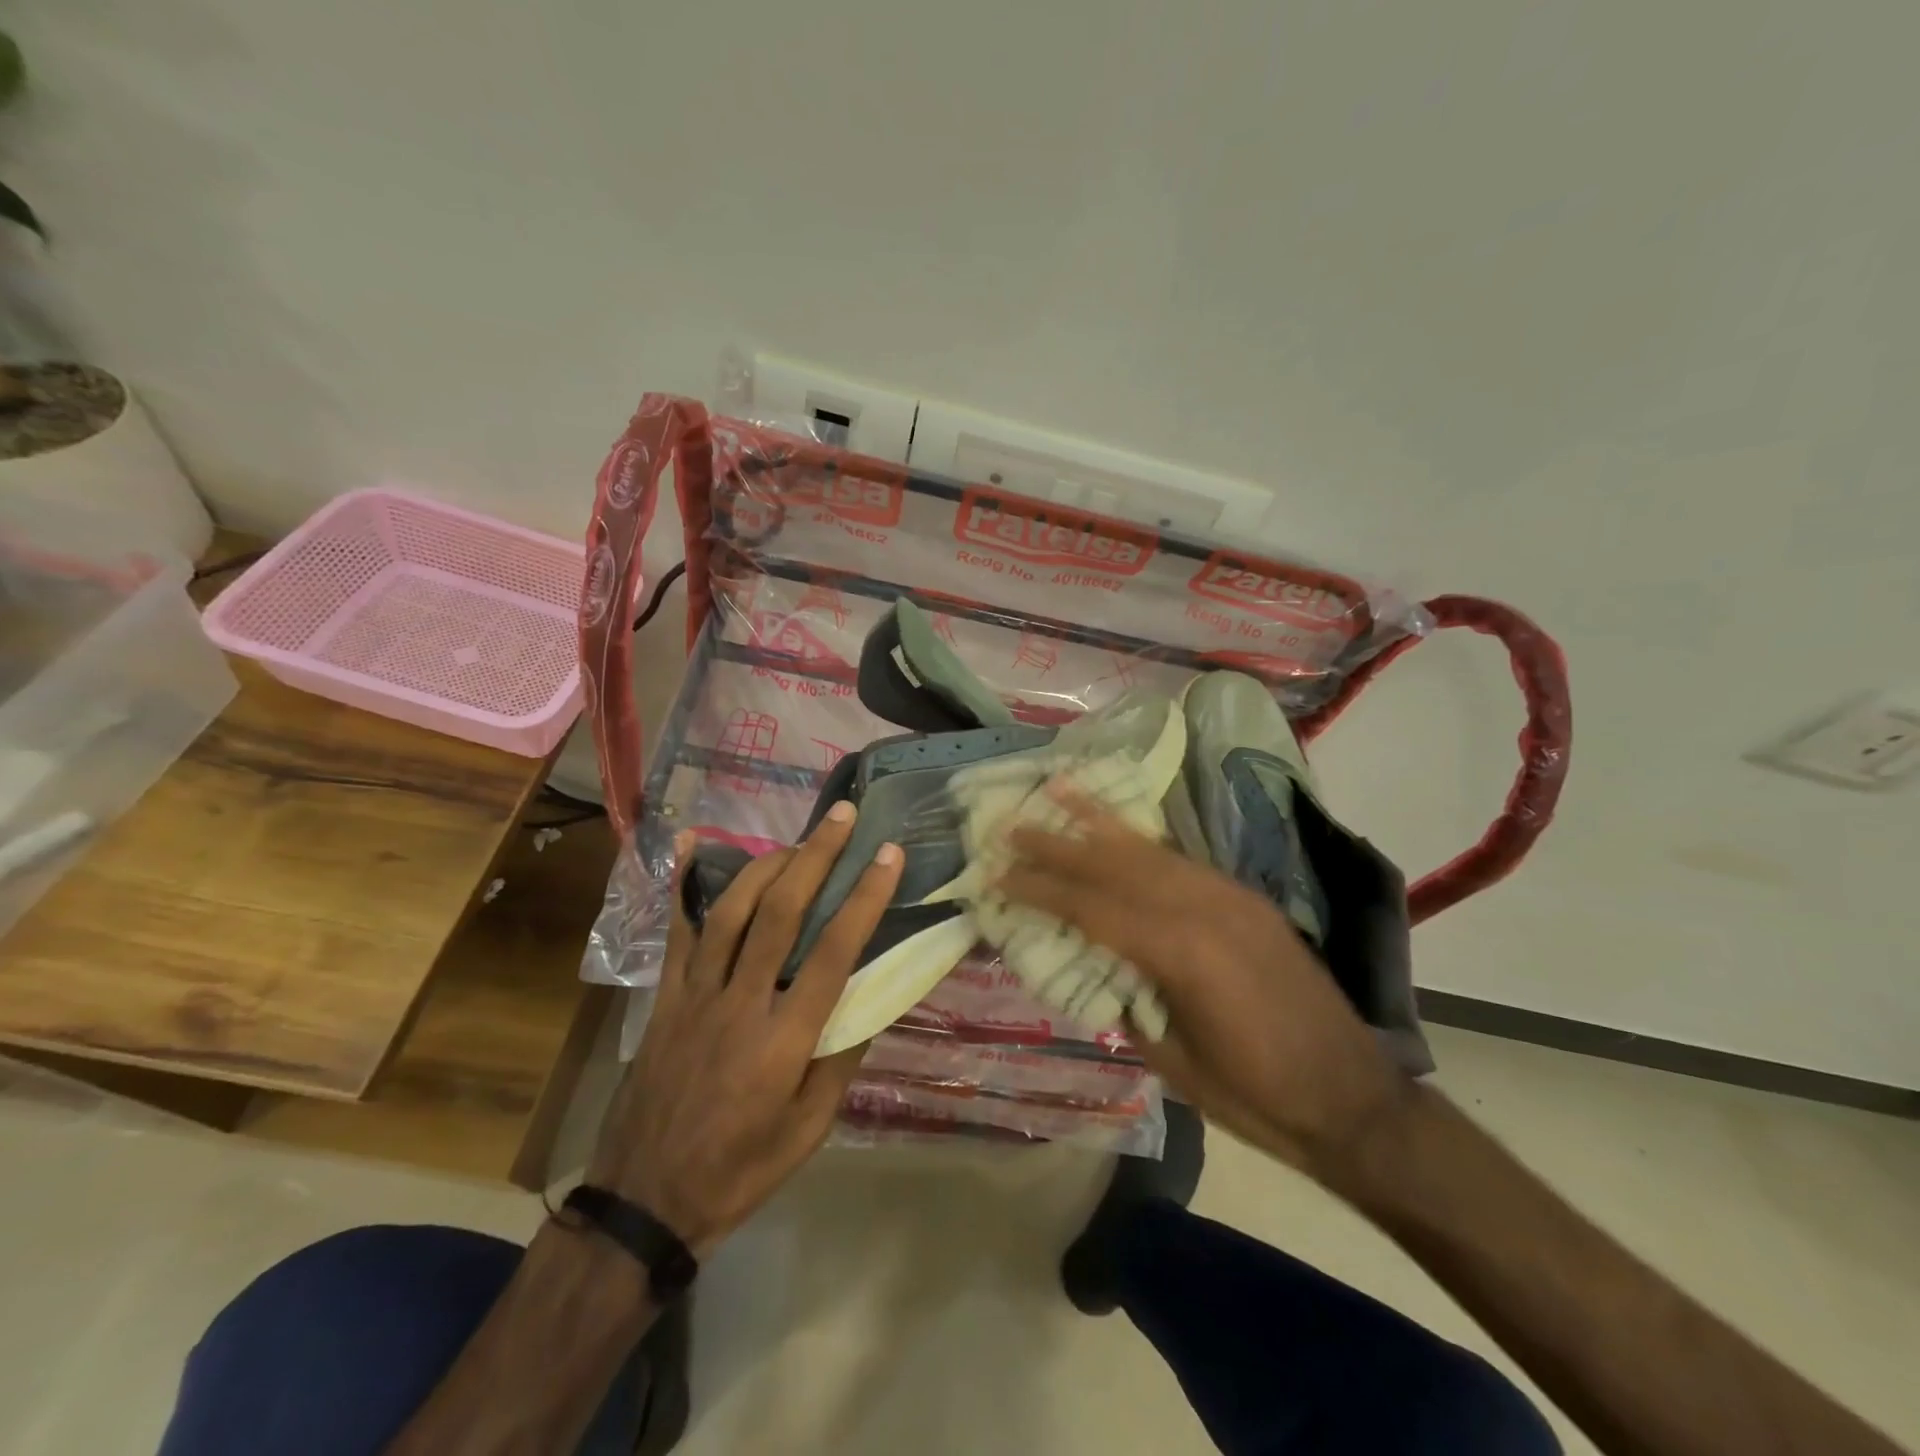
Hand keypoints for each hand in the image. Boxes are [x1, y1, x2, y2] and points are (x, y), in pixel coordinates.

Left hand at [585, 804, 902, 1256]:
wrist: (644, 1200)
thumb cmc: (740, 1170)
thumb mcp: (809, 1128)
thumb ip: (841, 1058)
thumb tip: (870, 996)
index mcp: (784, 1042)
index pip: (833, 953)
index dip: (864, 898)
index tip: (888, 855)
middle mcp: (740, 1004)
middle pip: (780, 914)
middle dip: (815, 858)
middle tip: (842, 817)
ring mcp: (695, 995)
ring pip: (731, 910)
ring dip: (767, 864)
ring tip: (797, 838)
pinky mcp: (665, 996)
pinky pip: (677, 930)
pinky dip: (685, 883)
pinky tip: (695, 842)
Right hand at [1000, 797, 1406, 1178]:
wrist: (1352, 1099)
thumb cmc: (1254, 1097)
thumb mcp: (1172, 1058)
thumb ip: (1127, 997)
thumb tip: (1091, 960)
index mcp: (1182, 953)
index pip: (1093, 909)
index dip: (1041, 891)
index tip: (999, 875)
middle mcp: (1206, 908)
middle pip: (1116, 867)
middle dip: (1059, 845)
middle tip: (1012, 826)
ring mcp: (1231, 897)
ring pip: (1151, 851)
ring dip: (1099, 823)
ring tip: (1058, 791)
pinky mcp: (1246, 899)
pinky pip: (1182, 861)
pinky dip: (1143, 842)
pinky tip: (1120, 831)